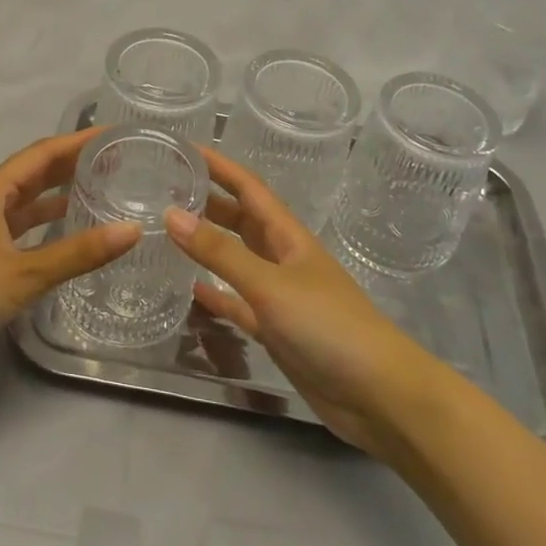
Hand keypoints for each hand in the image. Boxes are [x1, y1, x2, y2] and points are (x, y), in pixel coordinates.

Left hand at [0, 129, 140, 366]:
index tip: (112, 133)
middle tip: (114, 160)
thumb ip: (78, 253)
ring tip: (99, 188)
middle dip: (72, 163)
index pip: (43, 153)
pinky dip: (44, 221)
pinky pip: (19, 223)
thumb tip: (131, 230)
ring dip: (59, 192)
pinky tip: (66, 229)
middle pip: (35, 171)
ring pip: (27, 199)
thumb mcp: (24, 273)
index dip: (77, 141)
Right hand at [165, 149, 436, 455]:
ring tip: (170, 233)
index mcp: (288, 236)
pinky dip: (218, 295)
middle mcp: (284, 259)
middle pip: (242, 221)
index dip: (220, 167)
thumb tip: (171, 214)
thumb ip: (221, 253)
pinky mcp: (277, 330)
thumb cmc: (328, 325)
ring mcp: (281, 296)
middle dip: (210, 203)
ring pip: (238, 260)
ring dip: (210, 246)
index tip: (186, 149)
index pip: (249, 189)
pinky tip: (191, 290)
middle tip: (167, 190)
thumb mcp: (270, 284)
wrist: (378, 395)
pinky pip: (239, 304)